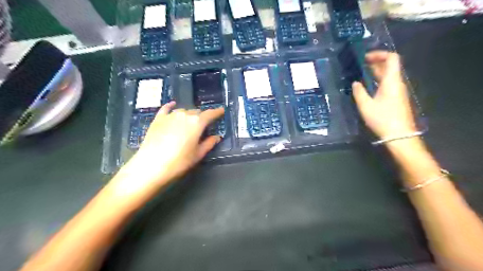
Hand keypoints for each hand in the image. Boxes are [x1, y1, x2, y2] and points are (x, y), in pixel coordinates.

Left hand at [112, 102, 224, 198]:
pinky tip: (173, 105)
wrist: (151, 166)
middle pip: (197, 112)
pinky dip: (171, 107)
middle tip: (204, 126)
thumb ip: (209, 143)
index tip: (222, 111)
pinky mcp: (158, 119)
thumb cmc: (179, 162)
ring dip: (189, 115)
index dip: (217, 112)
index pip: (210, 114)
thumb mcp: (198, 155)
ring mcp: (170, 116)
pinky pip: (166, 109)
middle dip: (202, 117)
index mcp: (197, 123)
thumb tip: (217, 137)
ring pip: (183, 111)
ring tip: (189, 123)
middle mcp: (185, 115)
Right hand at [354, 51, 417, 139]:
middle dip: (375, 62)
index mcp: (391, 81)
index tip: (365, 58)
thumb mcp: (366, 106)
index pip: (392, 58)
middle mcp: (397, 83)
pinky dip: (377, 80)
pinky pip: (387, 83)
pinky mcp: (396, 98)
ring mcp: (397, 91)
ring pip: (388, 75)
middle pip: (390, 66)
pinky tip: (367, 86)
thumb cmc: (382, 119)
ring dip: (375, 72)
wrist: (399, 134)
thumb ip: (359, 92)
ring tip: (361, 74)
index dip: (379, 54)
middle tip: (360, 65)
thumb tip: (356, 83)